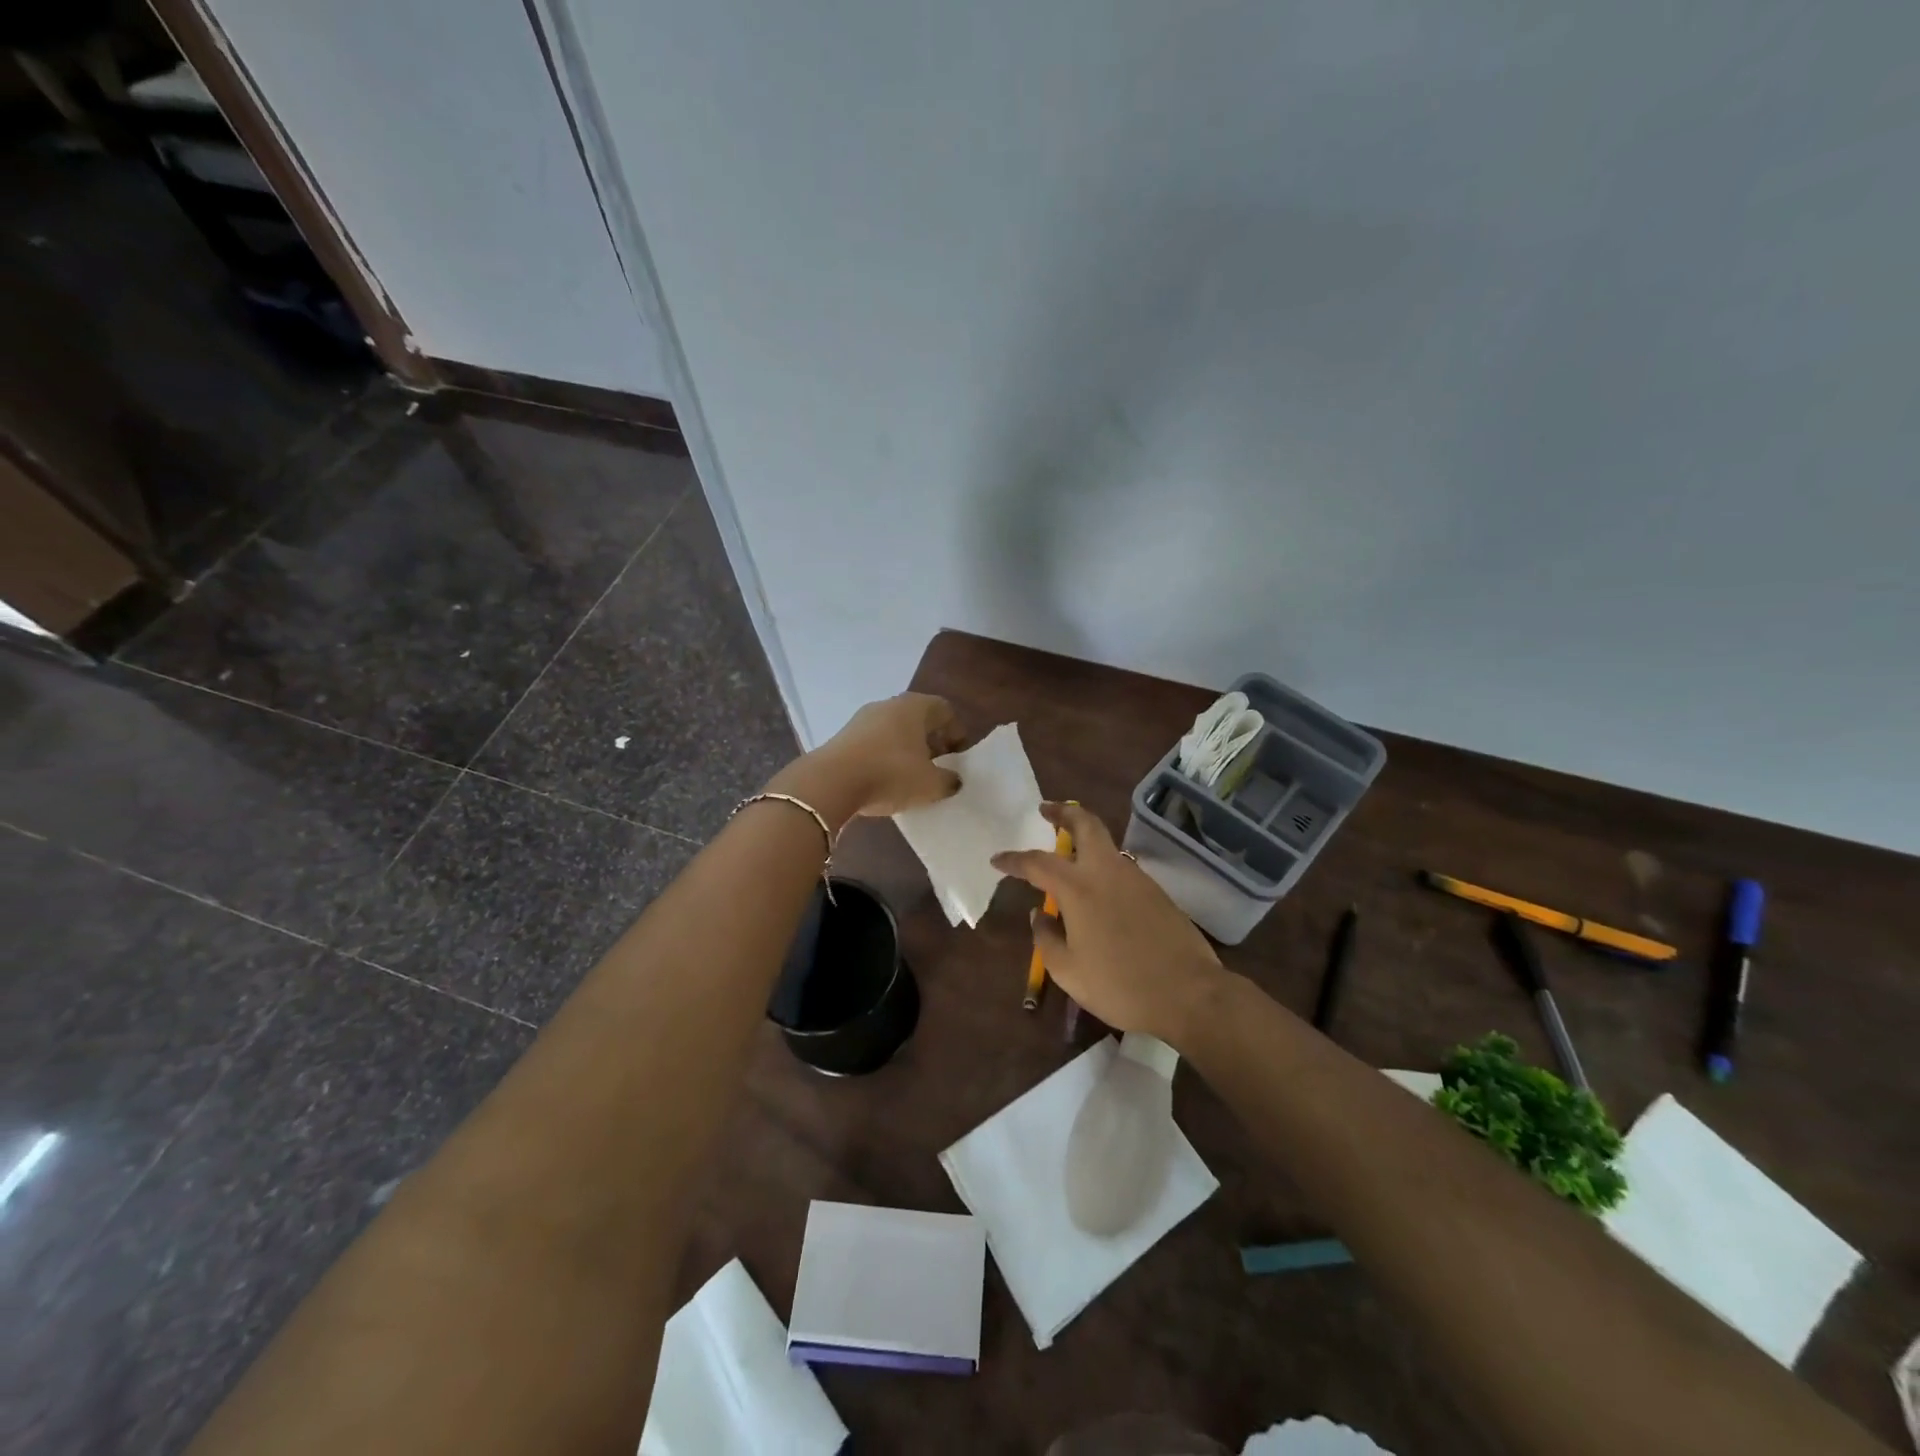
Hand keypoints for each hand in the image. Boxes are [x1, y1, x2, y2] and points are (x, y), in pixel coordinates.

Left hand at [772, 693, 965, 825]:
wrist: (831, 782)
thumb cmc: (891, 775)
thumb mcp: (931, 785)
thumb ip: (949, 781)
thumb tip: (952, 779)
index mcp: (914, 706)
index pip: (945, 710)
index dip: (956, 732)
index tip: (957, 757)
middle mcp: (888, 705)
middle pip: (918, 718)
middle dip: (931, 741)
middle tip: (937, 766)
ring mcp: (862, 718)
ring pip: (894, 730)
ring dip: (906, 749)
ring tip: (911, 776)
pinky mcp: (843, 736)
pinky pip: (874, 742)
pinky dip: (884, 756)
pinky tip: (885, 779)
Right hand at [993, 802, 1226, 1046]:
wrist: (1188, 994)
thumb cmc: (1119, 985)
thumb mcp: (1069, 971)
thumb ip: (1047, 938)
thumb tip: (1040, 914)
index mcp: (1078, 888)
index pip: (1037, 862)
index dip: (1014, 860)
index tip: (997, 860)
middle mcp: (1107, 872)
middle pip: (1085, 824)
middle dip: (1063, 812)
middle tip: (1046, 809)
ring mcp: (1136, 878)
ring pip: (1107, 844)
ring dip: (1086, 838)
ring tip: (1069, 854)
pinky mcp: (1156, 892)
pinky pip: (1121, 868)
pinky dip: (1103, 865)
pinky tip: (1099, 889)